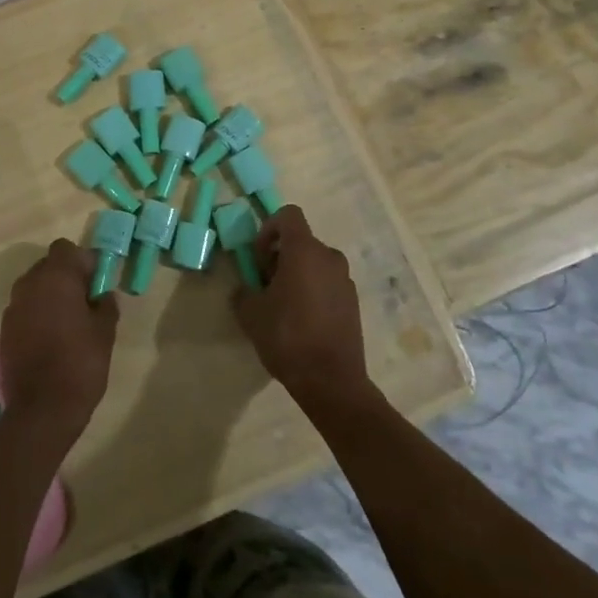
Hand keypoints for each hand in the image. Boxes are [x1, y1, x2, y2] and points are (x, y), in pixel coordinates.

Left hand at [0, 240, 118, 446]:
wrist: (41, 411)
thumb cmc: (80, 364)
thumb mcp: (105, 332)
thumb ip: (105, 304)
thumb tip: (102, 294)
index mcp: (56, 277)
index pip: (66, 248)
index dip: (82, 261)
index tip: (95, 282)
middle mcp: (29, 284)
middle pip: (49, 265)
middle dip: (66, 277)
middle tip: (84, 302)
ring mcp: (13, 307)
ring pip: (35, 287)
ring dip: (50, 296)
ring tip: (67, 323)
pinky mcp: (5, 330)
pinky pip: (25, 309)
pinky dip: (37, 315)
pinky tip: (50, 340)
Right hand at [233, 206, 372, 414]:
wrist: (332, 382)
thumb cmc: (288, 338)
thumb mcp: (251, 314)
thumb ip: (244, 291)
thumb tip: (247, 288)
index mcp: (304, 250)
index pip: (288, 215)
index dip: (269, 229)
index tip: (259, 257)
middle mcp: (329, 256)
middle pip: (301, 241)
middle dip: (280, 256)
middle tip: (266, 285)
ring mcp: (345, 279)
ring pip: (315, 263)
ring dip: (297, 274)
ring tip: (283, 306)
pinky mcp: (354, 301)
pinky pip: (327, 282)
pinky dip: (313, 290)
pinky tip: (303, 321)